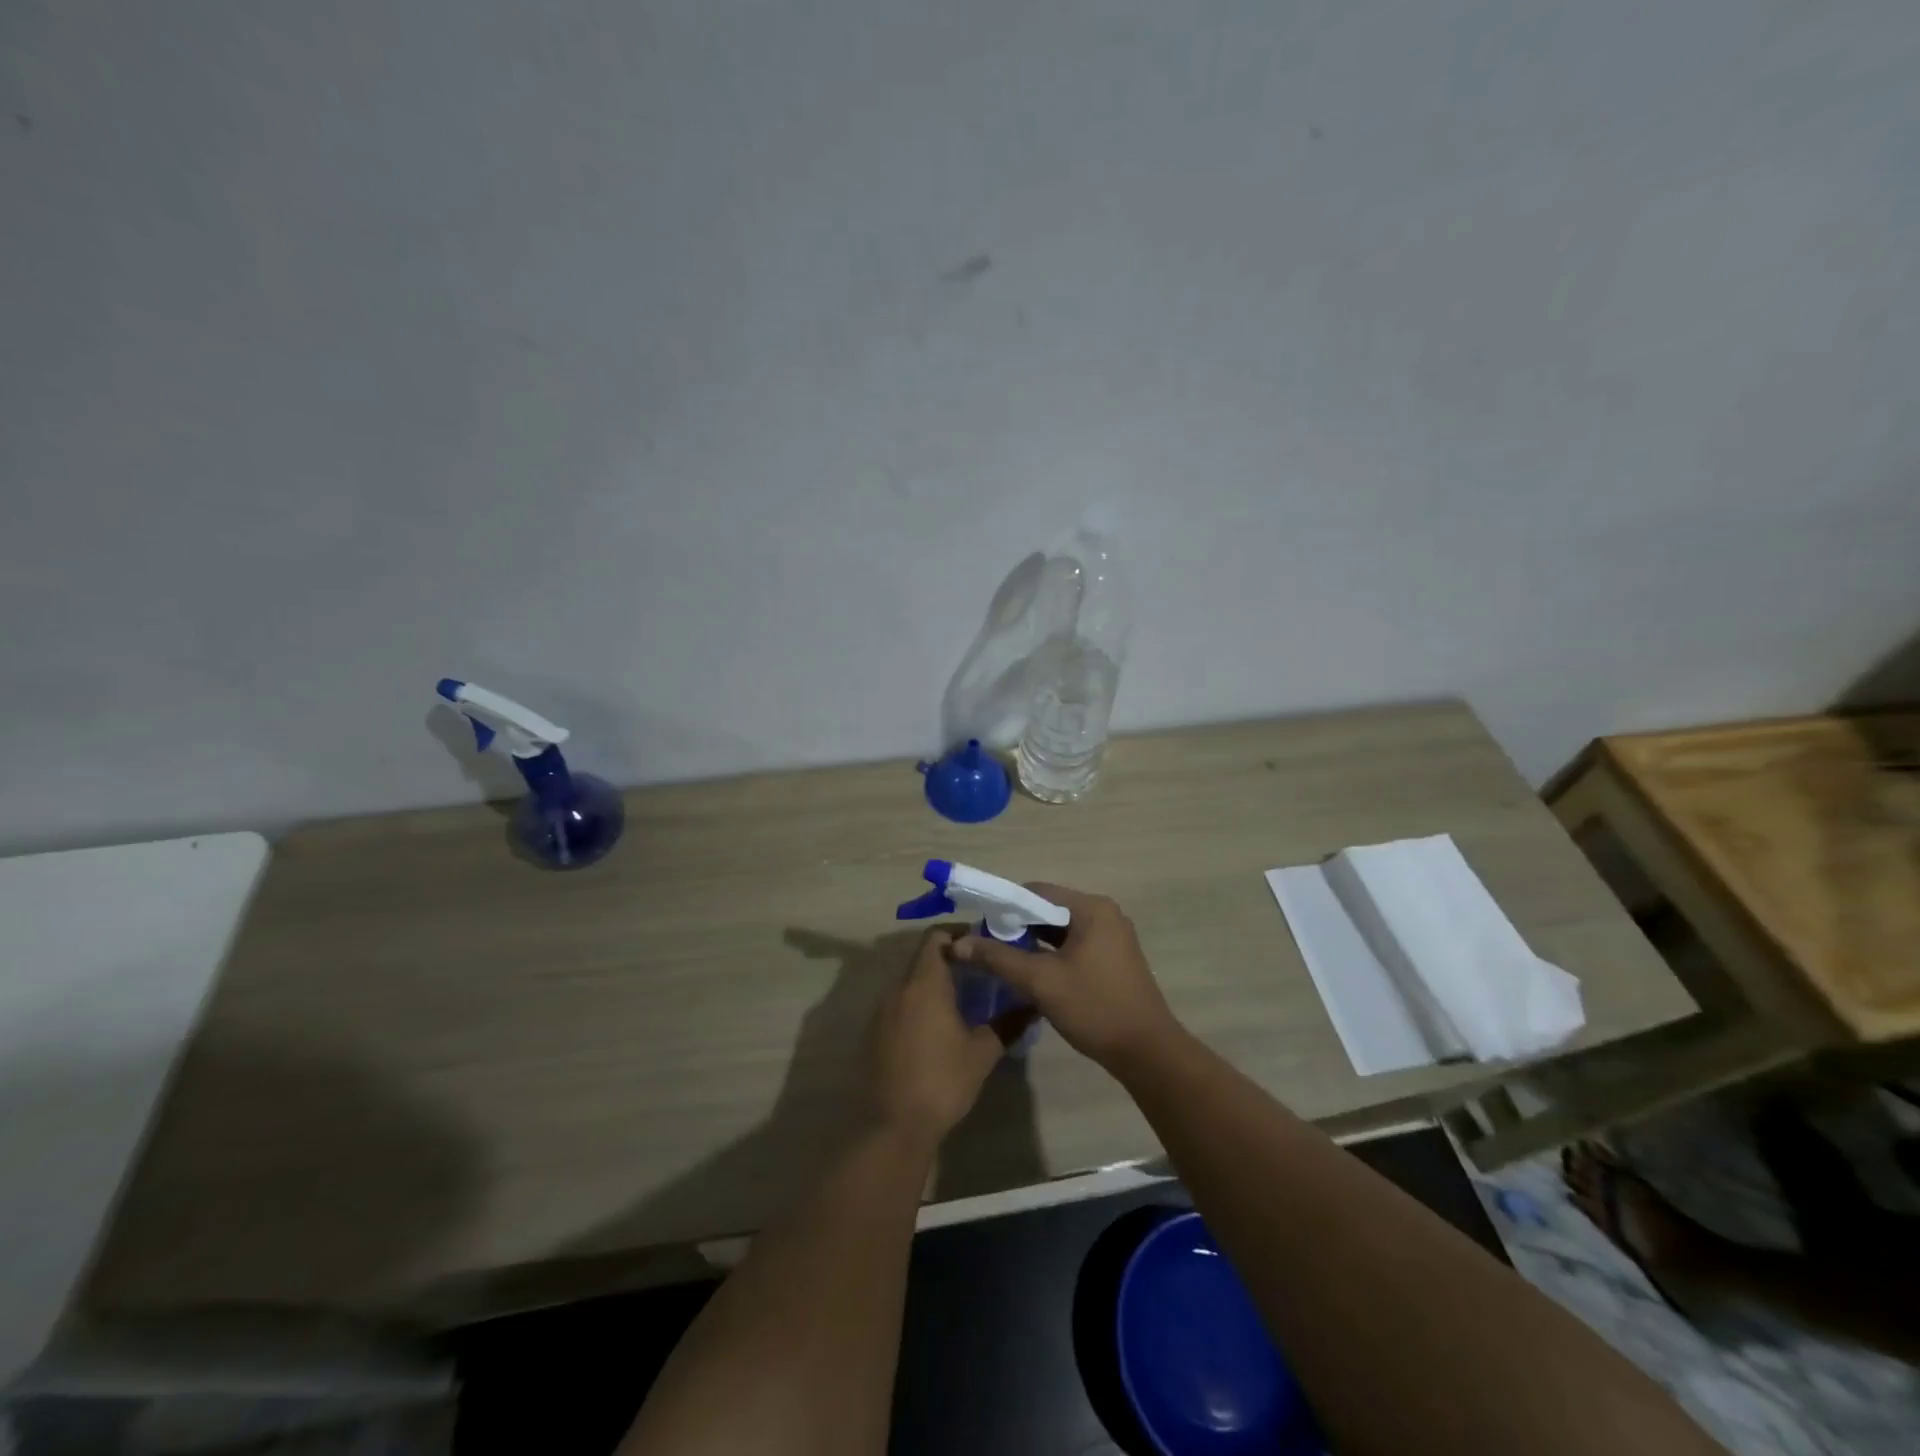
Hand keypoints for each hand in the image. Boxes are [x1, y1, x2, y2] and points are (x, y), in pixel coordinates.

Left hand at [867, 927, 1019, 1149]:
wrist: (892, 1126)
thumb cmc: (941, 1082)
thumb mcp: (981, 1053)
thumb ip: (1008, 1024)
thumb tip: (1033, 1005)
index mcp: (924, 983)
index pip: (937, 936)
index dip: (960, 934)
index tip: (984, 945)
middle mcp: (899, 987)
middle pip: (924, 956)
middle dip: (952, 958)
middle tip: (982, 970)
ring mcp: (882, 1010)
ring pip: (911, 980)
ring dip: (935, 981)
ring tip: (966, 996)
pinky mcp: (875, 1031)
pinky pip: (901, 1002)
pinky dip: (920, 1001)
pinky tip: (940, 1024)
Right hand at [952, 883, 1176, 1069]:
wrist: (1147, 1052)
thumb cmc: (1094, 1007)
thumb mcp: (1040, 981)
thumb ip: (998, 958)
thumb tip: (958, 943)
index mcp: (1091, 908)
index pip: (1036, 891)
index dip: (1004, 906)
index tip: (979, 926)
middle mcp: (1104, 914)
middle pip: (1049, 908)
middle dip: (1017, 925)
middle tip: (986, 945)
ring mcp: (1112, 936)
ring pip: (1060, 929)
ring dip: (1032, 941)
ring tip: (1002, 958)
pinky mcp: (1113, 958)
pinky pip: (1074, 944)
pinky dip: (1051, 953)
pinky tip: (1030, 971)